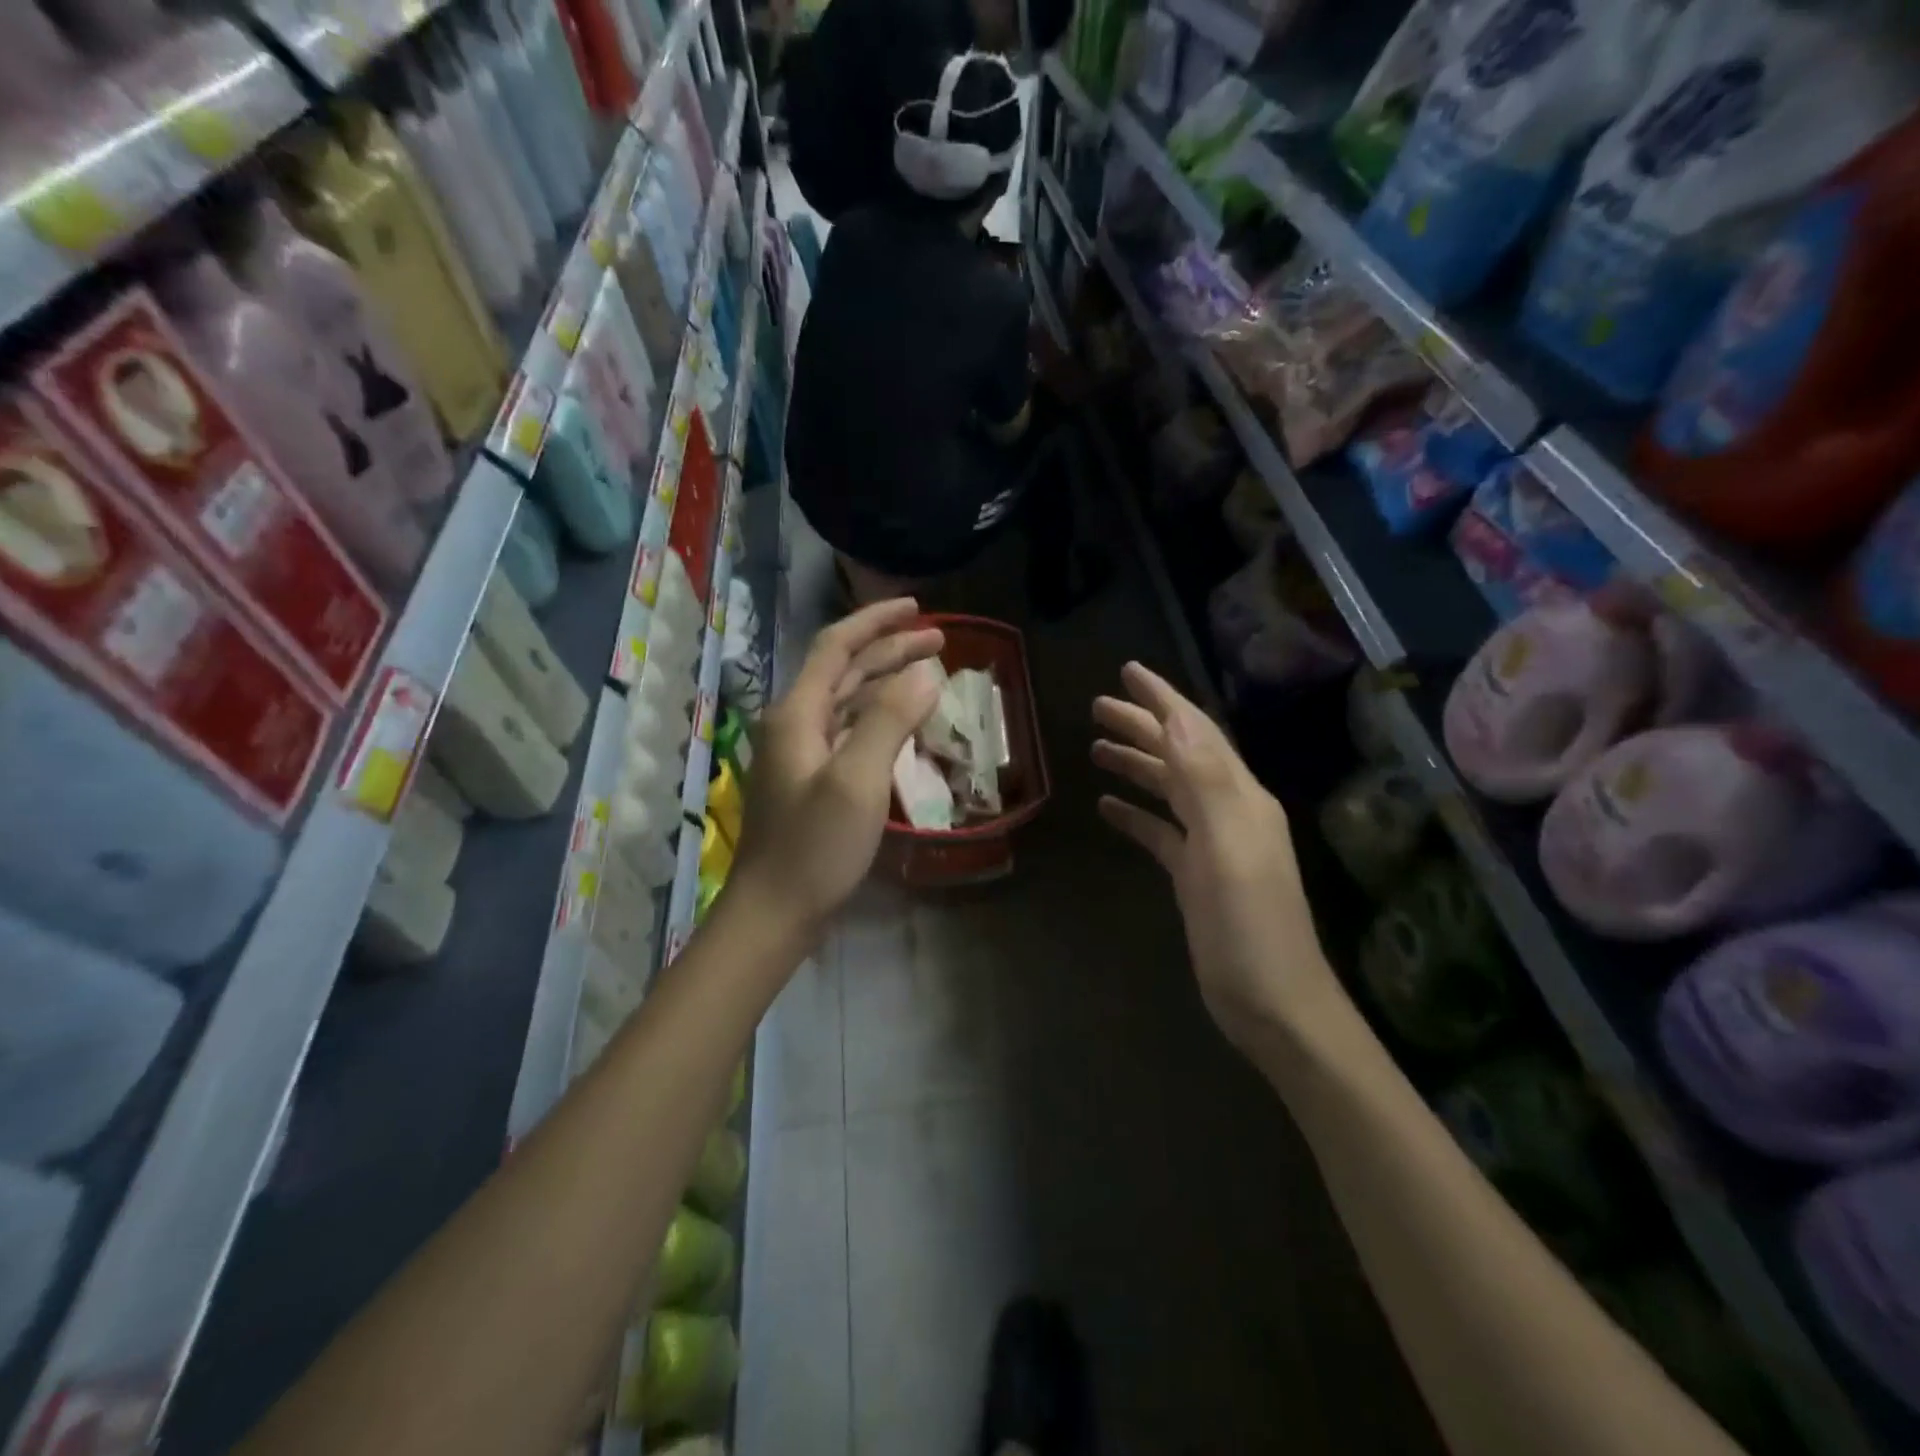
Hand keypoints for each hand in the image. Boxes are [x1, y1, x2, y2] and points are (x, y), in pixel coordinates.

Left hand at [731, 599, 942, 942]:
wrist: (774, 912)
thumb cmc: (815, 847)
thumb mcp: (858, 780)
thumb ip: (890, 719)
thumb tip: (925, 671)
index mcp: (797, 713)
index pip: (837, 646)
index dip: (876, 621)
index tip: (918, 608)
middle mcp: (794, 724)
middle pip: (844, 671)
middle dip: (890, 650)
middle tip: (940, 640)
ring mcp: (801, 754)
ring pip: (847, 701)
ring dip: (885, 682)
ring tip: (929, 674)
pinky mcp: (811, 780)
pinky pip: (849, 731)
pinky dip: (878, 717)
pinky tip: (902, 724)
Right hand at [1092, 662, 1341, 1050]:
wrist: (1273, 1004)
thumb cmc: (1249, 926)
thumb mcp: (1228, 847)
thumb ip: (1203, 779)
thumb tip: (1174, 716)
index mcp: (1239, 797)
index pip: (1196, 732)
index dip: (1163, 697)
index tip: (1128, 670)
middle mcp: (1228, 811)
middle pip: (1179, 754)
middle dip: (1142, 725)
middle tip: (1097, 706)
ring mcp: (1212, 845)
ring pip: (1168, 789)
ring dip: (1136, 764)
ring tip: (1096, 747)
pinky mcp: (1196, 875)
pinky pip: (1161, 831)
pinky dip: (1136, 814)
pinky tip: (1108, 808)